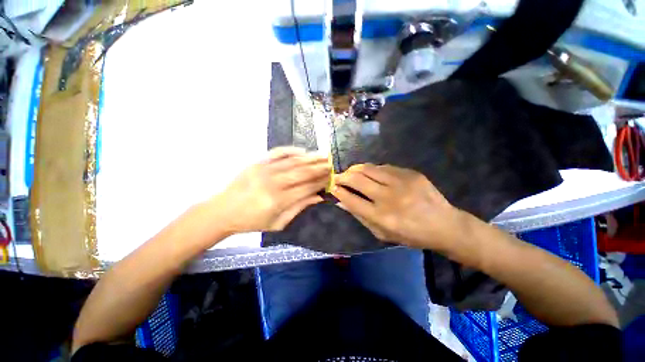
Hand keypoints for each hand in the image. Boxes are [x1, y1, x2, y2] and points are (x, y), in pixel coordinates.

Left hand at [214, 147, 329, 232]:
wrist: (223, 211)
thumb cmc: (252, 221)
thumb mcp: (278, 223)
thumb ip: (299, 208)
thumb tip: (318, 197)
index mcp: (279, 200)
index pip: (307, 187)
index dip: (321, 182)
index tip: (331, 178)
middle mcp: (274, 182)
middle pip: (302, 172)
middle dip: (319, 167)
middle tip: (331, 164)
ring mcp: (265, 170)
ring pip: (293, 161)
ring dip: (310, 158)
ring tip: (323, 156)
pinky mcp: (258, 162)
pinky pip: (278, 153)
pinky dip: (291, 150)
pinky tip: (303, 151)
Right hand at [331, 164, 465, 250]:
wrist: (444, 225)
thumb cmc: (411, 235)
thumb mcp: (382, 233)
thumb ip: (360, 216)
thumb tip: (341, 202)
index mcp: (382, 217)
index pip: (351, 199)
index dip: (338, 191)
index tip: (332, 187)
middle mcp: (389, 197)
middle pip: (357, 180)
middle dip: (342, 176)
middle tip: (337, 177)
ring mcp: (401, 182)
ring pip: (368, 168)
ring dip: (355, 169)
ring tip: (350, 173)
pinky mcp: (410, 173)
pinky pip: (383, 167)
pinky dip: (372, 170)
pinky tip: (370, 173)